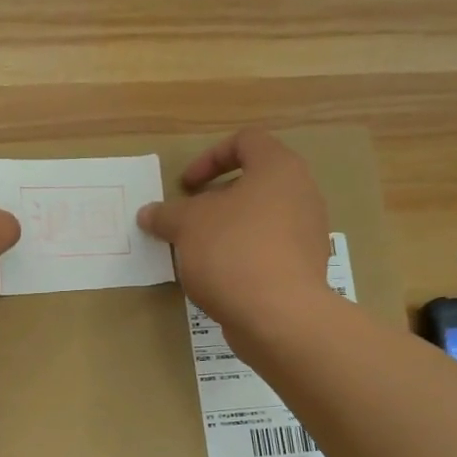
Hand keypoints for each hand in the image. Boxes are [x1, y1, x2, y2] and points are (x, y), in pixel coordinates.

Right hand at [137, 128, 336, 349]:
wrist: (279, 315)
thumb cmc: (233, 251)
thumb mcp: (186, 226)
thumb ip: (166, 214)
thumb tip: (148, 213)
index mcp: (279, 169)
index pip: (246, 141)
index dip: (210, 158)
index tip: (186, 187)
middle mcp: (302, 194)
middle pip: (254, 182)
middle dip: (215, 199)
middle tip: (188, 220)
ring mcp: (308, 233)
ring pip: (260, 218)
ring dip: (227, 229)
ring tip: (199, 252)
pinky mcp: (304, 268)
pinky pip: (268, 250)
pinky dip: (242, 255)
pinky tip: (219, 278)